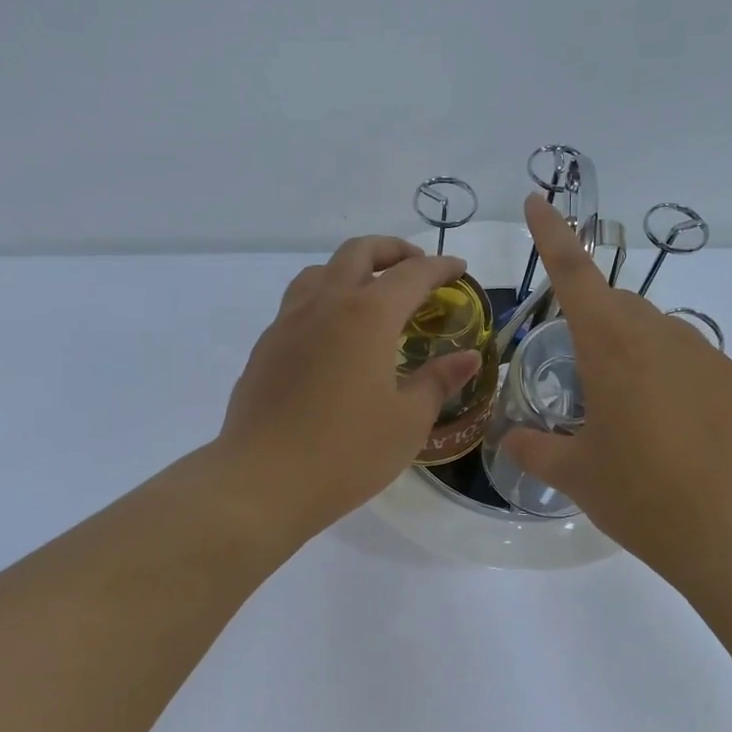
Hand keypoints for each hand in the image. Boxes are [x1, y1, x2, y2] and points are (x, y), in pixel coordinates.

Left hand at [219, 235, 481, 537]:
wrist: (263, 480)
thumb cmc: (347, 452)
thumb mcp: (408, 421)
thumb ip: (438, 381)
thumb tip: (468, 357)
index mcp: (367, 316)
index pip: (411, 274)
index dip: (440, 267)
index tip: (459, 269)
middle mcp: (324, 305)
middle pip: (358, 253)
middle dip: (392, 251)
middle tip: (415, 267)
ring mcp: (287, 323)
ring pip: (319, 272)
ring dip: (350, 269)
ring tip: (369, 295)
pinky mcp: (265, 348)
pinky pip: (297, 304)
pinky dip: (323, 300)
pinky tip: (332, 337)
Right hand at [503, 196, 731, 585]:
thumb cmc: (642, 495)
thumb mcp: (577, 475)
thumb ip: (535, 449)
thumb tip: (512, 440)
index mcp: (612, 347)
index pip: (573, 274)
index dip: (551, 234)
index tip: (537, 200)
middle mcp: (662, 338)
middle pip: (619, 307)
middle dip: (594, 324)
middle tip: (583, 377)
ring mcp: (711, 359)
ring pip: (660, 337)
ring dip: (636, 357)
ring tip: (632, 418)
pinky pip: (697, 369)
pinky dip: (676, 385)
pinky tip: (679, 438)